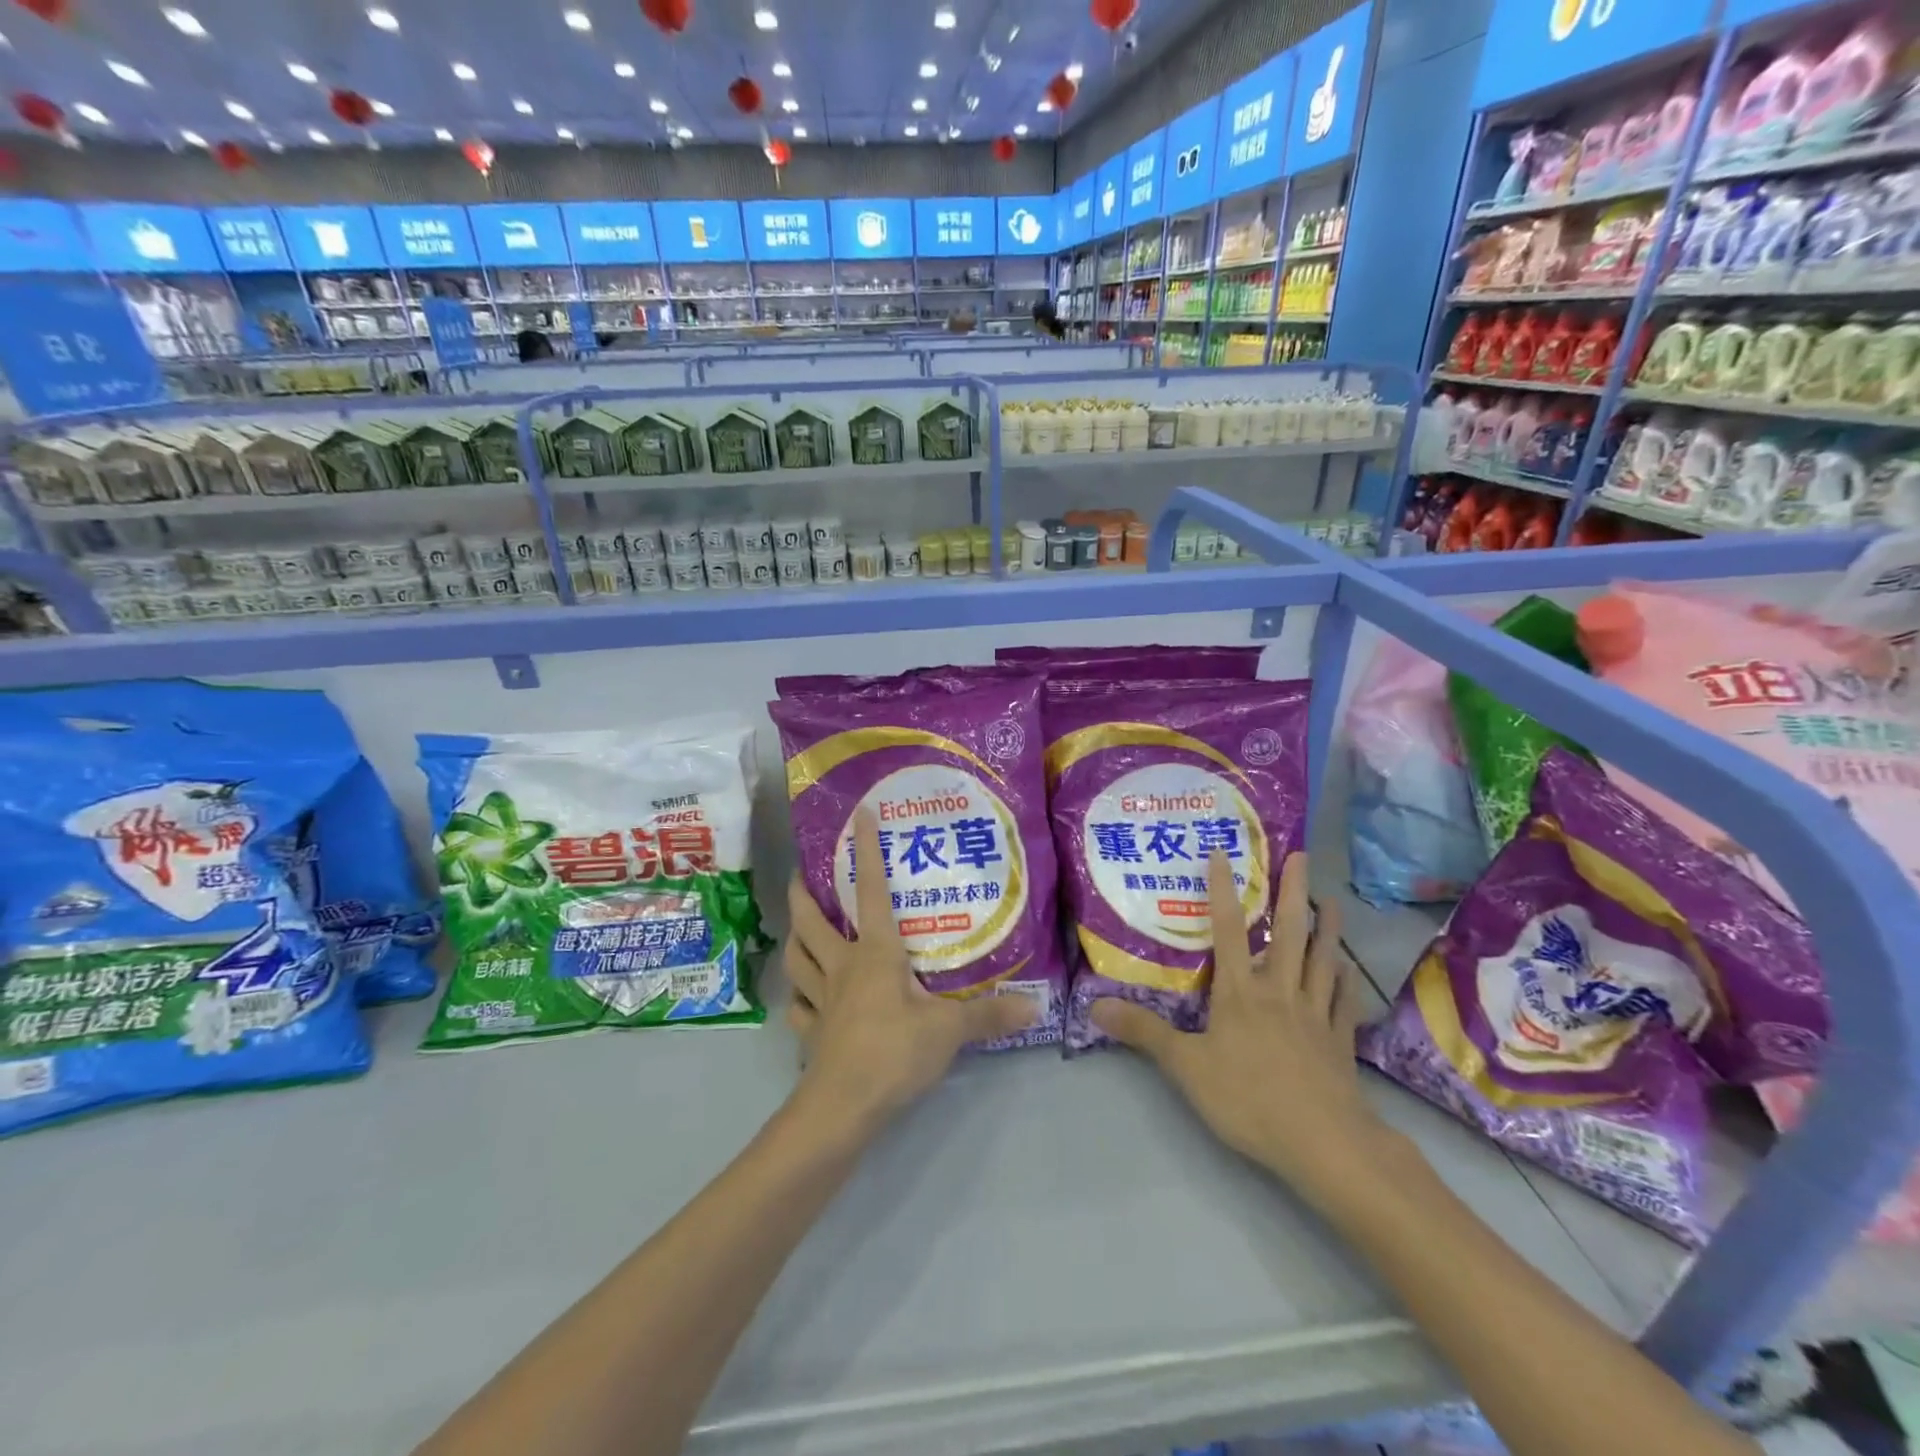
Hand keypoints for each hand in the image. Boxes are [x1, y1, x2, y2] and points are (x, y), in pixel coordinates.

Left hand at [781, 808, 1037, 1137]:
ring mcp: (821, 1000)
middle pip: (811, 921)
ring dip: (794, 938)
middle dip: (804, 893)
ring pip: (797, 959)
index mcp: (874, 953)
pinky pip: (799, 1007)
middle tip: (803, 873)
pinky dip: (799, 997)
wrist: (843, 1107)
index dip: (866, 851)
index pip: (870, 891)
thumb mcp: (949, 1029)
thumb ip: (990, 1014)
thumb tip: (1035, 1006)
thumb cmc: (895, 1052)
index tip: (859, 816)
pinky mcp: (812, 1033)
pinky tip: (805, 999)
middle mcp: (842, 966)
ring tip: (799, 927)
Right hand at [1092, 851, 1390, 1200]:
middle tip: (1301, 855)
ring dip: (1327, 928)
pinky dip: (1346, 982)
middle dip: (1292, 891)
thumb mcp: (1185, 1066)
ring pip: (1322, 959)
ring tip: (1332, 899)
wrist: (1324, 1142)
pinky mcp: (1339, 1041)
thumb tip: (1096, 1005)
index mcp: (1240, 991)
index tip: (1223, 852)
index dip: (1223, 889)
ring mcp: (1315, 1014)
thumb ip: (1144, 1032)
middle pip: (1288, 932)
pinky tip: (1347, 971)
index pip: (1229, 929)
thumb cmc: (1249, 1098)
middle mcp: (1279, 990)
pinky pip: (1343, 1002)